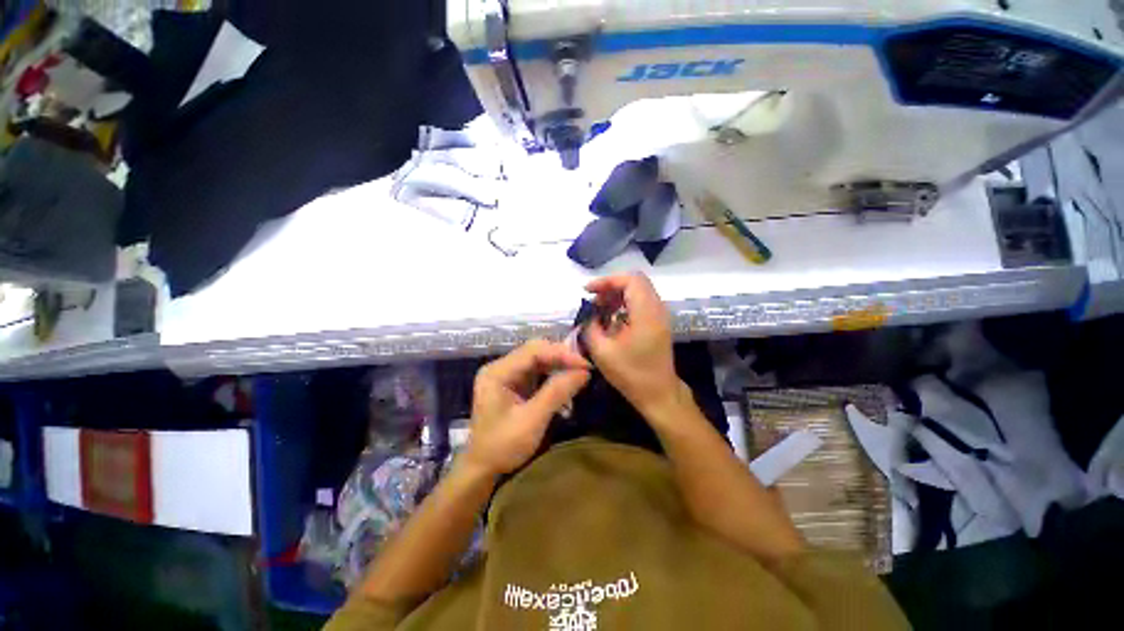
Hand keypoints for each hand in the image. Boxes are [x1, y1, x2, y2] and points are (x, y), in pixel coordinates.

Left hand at [465, 340, 590, 475]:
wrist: (482, 469)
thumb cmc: (502, 446)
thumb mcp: (532, 420)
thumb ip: (556, 393)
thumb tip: (584, 372)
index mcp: (497, 372)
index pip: (533, 351)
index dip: (561, 353)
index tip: (585, 364)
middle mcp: (500, 367)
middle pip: (535, 351)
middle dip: (561, 356)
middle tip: (585, 366)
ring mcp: (506, 374)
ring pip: (537, 359)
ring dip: (559, 364)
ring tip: (580, 371)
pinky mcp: (513, 383)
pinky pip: (536, 371)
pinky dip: (553, 374)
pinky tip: (566, 379)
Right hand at [583, 273, 681, 415]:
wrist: (659, 394)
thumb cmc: (631, 375)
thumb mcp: (602, 352)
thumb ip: (591, 327)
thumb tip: (589, 315)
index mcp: (646, 314)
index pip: (630, 280)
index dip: (607, 280)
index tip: (588, 291)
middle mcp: (657, 309)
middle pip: (635, 282)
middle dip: (611, 286)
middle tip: (594, 300)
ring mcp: (660, 315)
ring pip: (639, 290)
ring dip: (617, 295)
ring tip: (600, 308)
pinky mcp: (658, 322)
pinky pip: (641, 302)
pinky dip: (625, 303)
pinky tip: (612, 317)